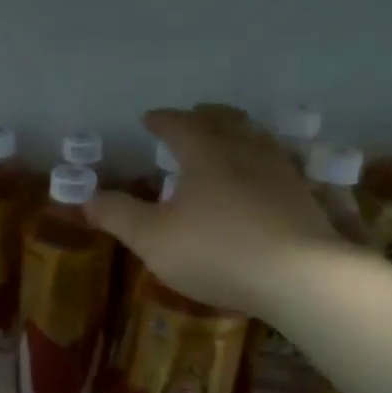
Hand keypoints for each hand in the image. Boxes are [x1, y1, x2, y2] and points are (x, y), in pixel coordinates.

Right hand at [86, 106, 341, 317]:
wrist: (299, 276)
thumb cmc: (216, 251)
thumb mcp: (152, 238)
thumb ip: (118, 215)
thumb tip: (86, 198)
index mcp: (206, 153)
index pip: (180, 125)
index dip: (161, 120)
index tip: (148, 118)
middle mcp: (245, 151)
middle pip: (226, 120)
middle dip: (205, 116)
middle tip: (194, 116)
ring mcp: (281, 172)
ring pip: (258, 138)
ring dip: (239, 133)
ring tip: (229, 140)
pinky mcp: (305, 197)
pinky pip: (280, 164)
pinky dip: (264, 161)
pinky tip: (265, 178)